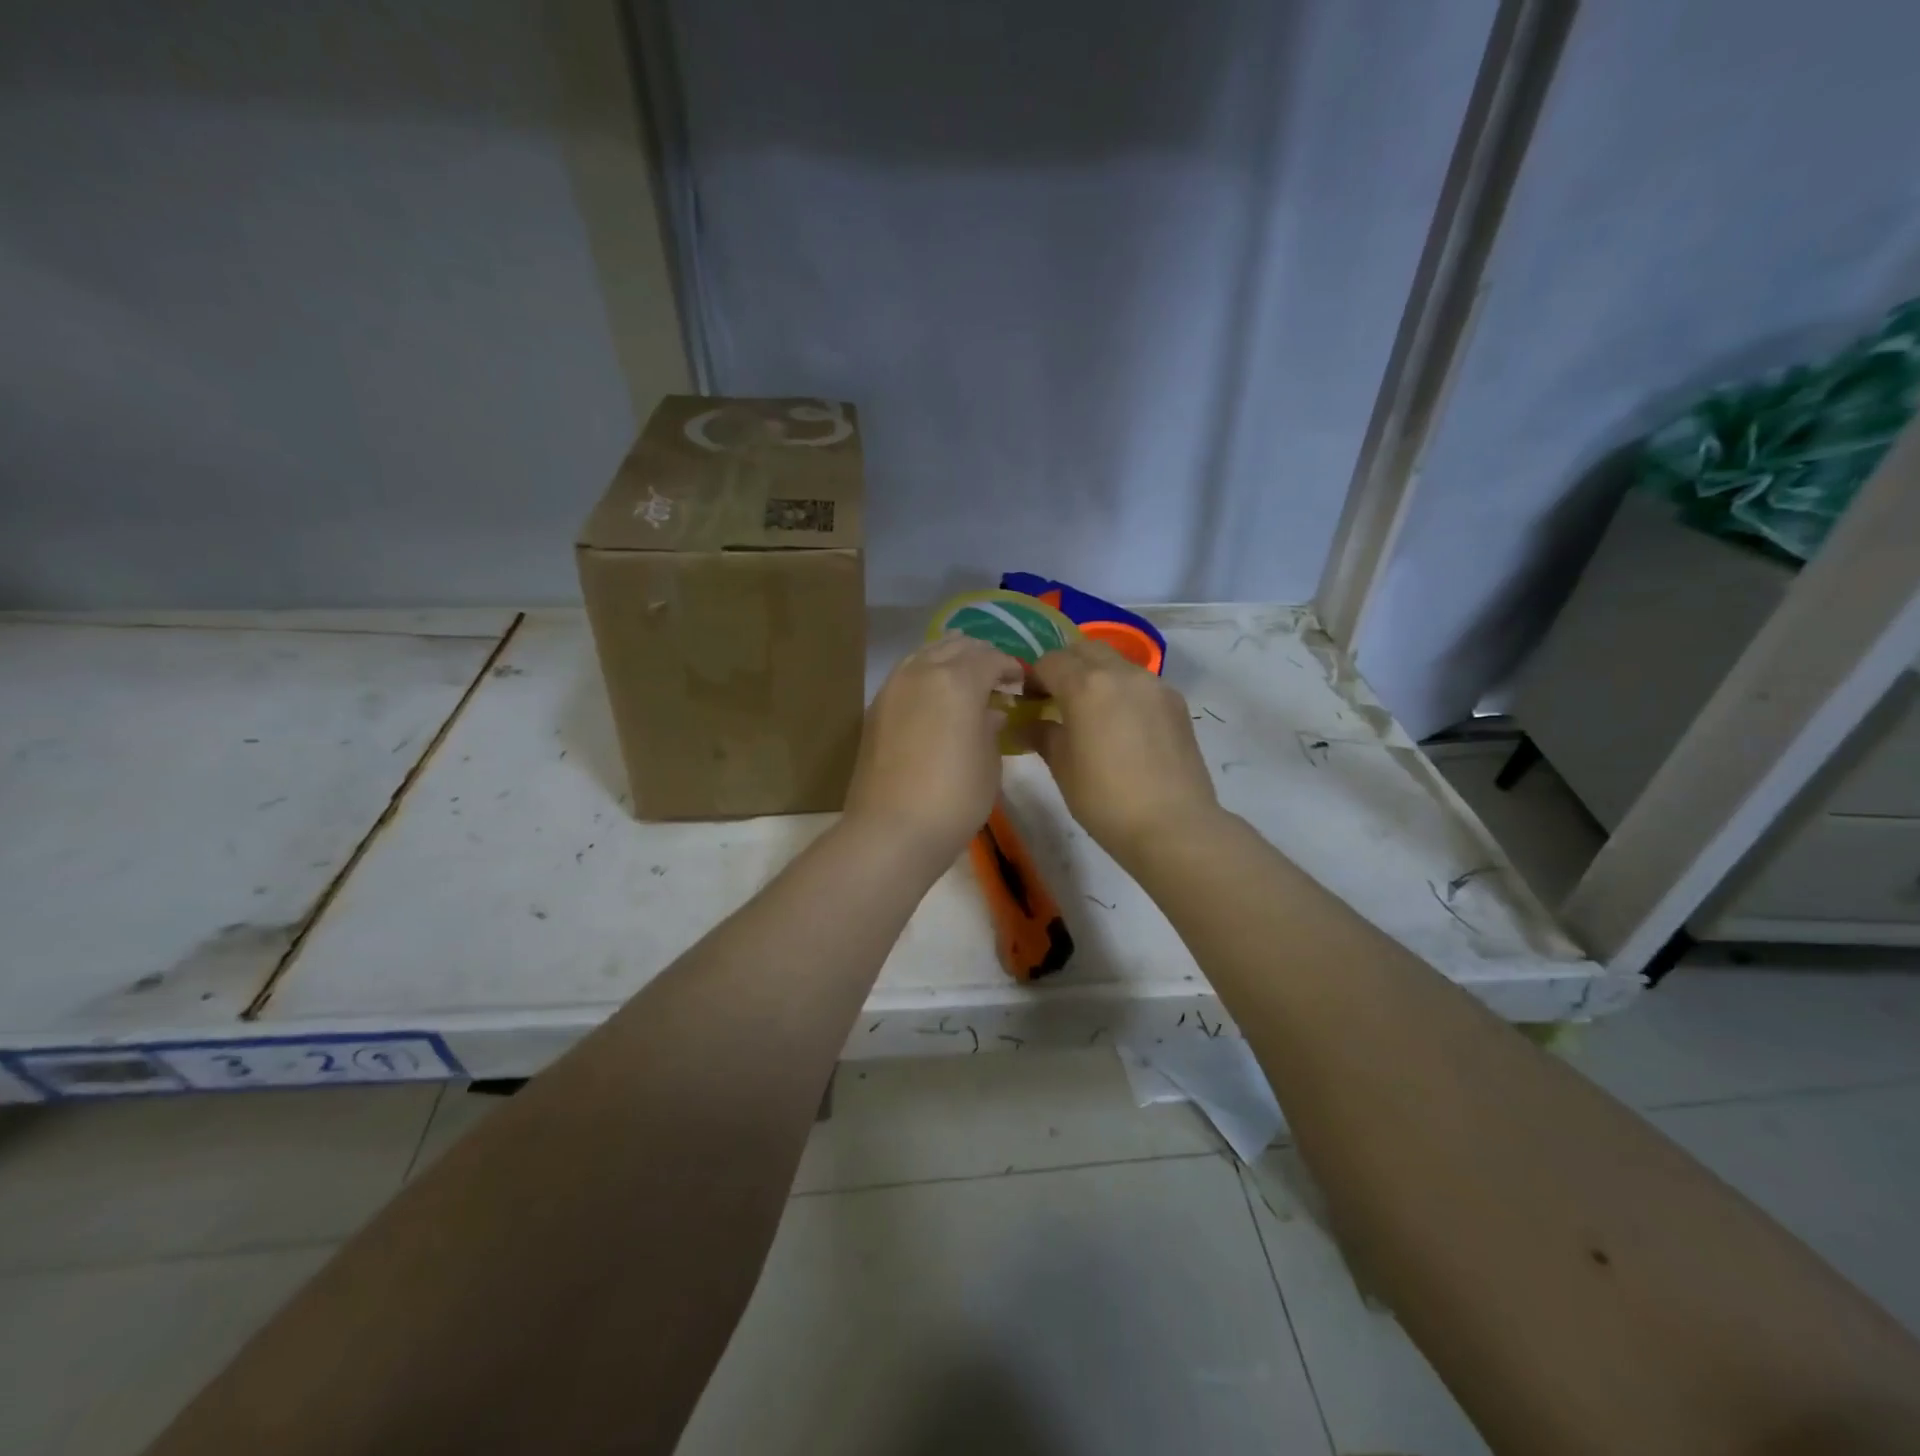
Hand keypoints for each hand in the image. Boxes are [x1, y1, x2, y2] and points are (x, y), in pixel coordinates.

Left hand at [842, 634, 1023, 865]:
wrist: (892, 830)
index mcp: (957, 680)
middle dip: (980, 656)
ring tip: (965, 684)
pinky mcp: (876, 707)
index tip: (1020, 683)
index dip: (1010, 667)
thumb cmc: (954, 798)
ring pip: (925, 653)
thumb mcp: (989, 763)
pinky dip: (926, 675)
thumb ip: (991, 727)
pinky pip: (906, 674)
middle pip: (955, 645)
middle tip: (996, 679)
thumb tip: (990, 712)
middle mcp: (922, 672)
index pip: (991, 658)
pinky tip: (937, 699)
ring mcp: (893, 687)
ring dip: (950, 660)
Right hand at [1028, 639, 1222, 864]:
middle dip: (1066, 666)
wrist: (1173, 825)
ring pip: (1116, 662)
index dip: (1034, 678)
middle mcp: (1122, 673)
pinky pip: (1140, 682)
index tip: (1030, 702)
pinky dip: (1123, 691)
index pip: (1050, 662)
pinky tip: (1123, 725)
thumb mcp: (1062, 768)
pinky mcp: (1176, 702)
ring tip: (1092, 712)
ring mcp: (1154, 684)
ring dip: (1097, 675)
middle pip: (1085, 650)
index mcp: (1086, 686)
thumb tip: (1027, 724)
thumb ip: (1042, 735)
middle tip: (1057, 698)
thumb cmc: (1105, 799)